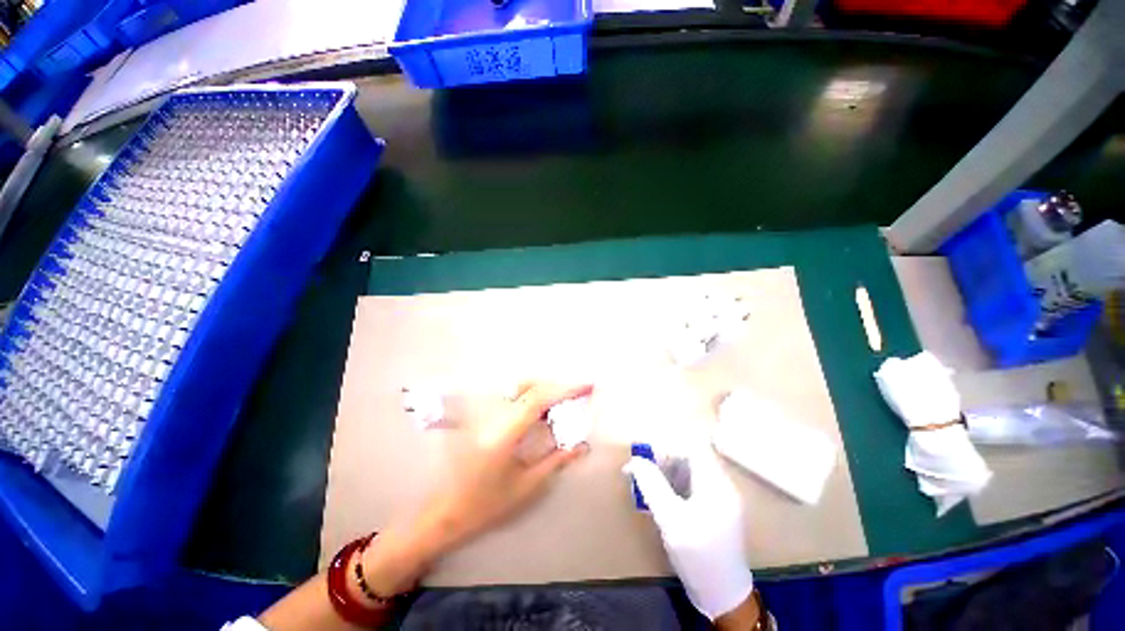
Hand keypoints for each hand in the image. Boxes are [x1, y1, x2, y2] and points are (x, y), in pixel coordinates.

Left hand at [421, 381, 593, 545]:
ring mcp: (483, 413)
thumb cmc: (487, 505)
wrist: (446, 512)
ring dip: (544, 390)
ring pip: (519, 387)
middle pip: (529, 386)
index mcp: (504, 433)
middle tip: (577, 395)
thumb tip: (583, 446)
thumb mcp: (527, 485)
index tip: (587, 386)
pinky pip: (510, 396)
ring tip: (561, 403)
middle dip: (556, 388)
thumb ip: (557, 460)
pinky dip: (530, 397)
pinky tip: (540, 411)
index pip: (538, 399)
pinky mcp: (479, 415)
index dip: (565, 390)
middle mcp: (492, 415)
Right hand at [625, 450, 754, 620]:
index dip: (668, 448)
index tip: (647, 461)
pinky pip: (693, 486)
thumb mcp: (671, 521)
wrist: (723, 596)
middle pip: (691, 458)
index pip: (692, 448)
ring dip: (668, 474)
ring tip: (651, 489)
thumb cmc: (698, 557)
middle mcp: (721, 486)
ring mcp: (721, 498)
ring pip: (691, 472)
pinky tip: (664, 501)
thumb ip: (652, 487)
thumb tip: (634, 461)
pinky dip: (675, 487)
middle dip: (665, 462)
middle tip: (645, 476)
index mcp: (716, 484)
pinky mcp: (716, 509)